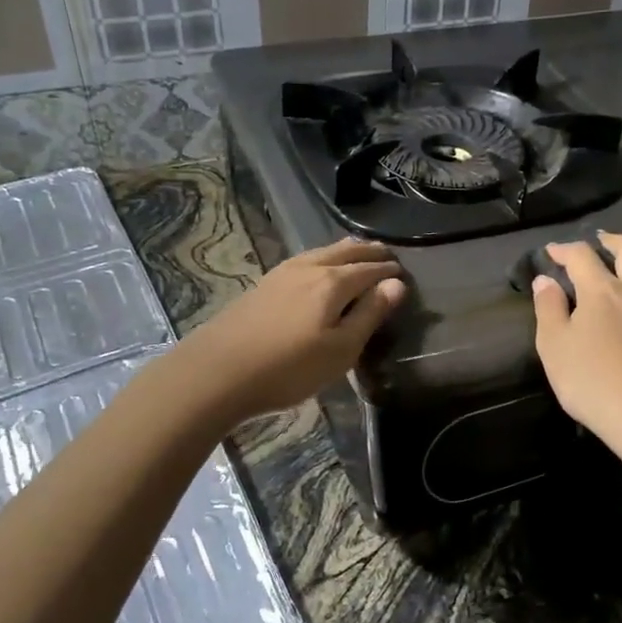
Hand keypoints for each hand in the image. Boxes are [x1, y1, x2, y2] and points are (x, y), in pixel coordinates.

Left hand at [181, 237, 406, 425]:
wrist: (217, 372)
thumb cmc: (289, 368)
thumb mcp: (341, 349)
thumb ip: (369, 314)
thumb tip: (397, 284)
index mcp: (333, 282)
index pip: (370, 269)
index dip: (389, 271)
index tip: (404, 273)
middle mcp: (309, 268)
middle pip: (345, 251)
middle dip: (369, 251)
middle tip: (386, 254)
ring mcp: (282, 273)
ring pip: (322, 252)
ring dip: (345, 251)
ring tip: (357, 253)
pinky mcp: (263, 284)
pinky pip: (304, 260)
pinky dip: (323, 258)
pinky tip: (317, 268)